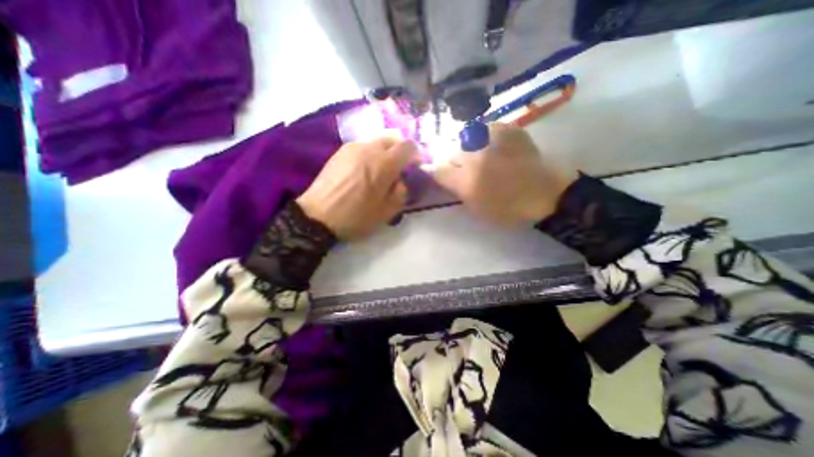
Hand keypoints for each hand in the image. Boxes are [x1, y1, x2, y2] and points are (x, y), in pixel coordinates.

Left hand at [297, 137, 415, 240]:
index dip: (415, 155)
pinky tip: (362, 171)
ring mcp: (352, 148)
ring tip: (378, 171)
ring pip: (376, 142)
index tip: (413, 167)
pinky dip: (369, 154)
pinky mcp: (339, 152)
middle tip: (397, 169)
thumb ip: (400, 193)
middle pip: (392, 139)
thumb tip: (401, 181)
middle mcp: (369, 149)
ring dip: (383, 153)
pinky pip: (361, 147)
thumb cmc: (356, 217)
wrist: (317, 216)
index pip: (408, 146)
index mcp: (384, 164)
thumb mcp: (387, 212)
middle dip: (399, 151)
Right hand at [431, 123, 578, 223]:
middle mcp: (473, 156)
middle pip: (451, 153)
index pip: (438, 170)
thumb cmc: (507, 208)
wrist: (544, 193)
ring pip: (466, 141)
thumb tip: (443, 176)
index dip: (437, 172)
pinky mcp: (506, 129)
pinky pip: (486, 130)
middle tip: (469, 171)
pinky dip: (486, 138)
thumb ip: (456, 190)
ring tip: (484, 159)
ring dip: (470, 150)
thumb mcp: (475, 207)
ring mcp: (490, 139)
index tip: (444, 177)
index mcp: (465, 180)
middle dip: (455, 163)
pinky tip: (495, 148)